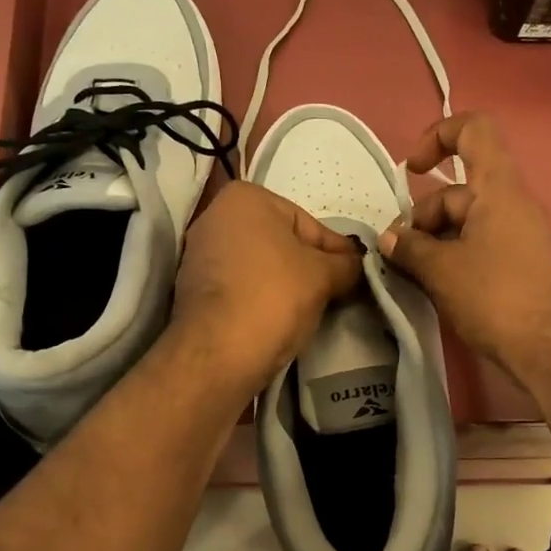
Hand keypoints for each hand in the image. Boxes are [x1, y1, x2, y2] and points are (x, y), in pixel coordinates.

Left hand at [170, 181, 362, 394]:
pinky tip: (280, 318)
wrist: (219, 352)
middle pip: (282, 242)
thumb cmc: (274, 297)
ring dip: (286, 283)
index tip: (357, 272)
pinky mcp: (192, 289)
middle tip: (338, 291)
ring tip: (312, 308)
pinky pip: (241, 287)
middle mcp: (215, 216)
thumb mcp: (324, 275)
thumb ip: (347, 264)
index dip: (338, 251)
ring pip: (261, 266)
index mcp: (245, 198)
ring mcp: (199, 254)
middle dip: (309, 266)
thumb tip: (356, 265)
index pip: (309, 224)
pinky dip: (262, 298)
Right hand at [379, 113, 550, 384]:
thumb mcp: (441, 270)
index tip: (413, 171)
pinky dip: (453, 260)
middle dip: (422, 219)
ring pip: (465, 225)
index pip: (473, 131)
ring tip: (409, 277)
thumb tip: (388, 238)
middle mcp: (511, 204)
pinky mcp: (520, 266)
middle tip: (397, 255)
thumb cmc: (495, 296)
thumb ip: (409, 248)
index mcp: (497, 187)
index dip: (438, 137)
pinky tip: (433, 289)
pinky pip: (478, 248)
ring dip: (433, 244)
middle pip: (458, 192)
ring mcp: (518, 236)